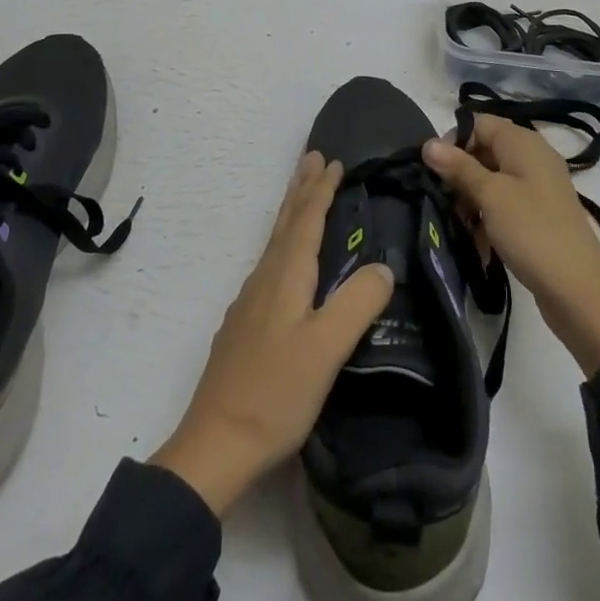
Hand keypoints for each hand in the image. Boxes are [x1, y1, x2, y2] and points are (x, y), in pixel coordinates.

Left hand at [150, 152, 394, 515]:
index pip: (306, 220)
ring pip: (275, 241)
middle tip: (312, 157)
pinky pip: (270, 264)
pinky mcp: (245, 325)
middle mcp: (264, 279)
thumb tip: (383, 267)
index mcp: (284, 277)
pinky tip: (286, 263)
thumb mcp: (326, 349)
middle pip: (285, 222)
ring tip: (302, 195)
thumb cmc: (275, 393)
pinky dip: (283, 243)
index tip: (334, 161)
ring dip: (291, 212)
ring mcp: (250, 302)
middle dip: (300, 188)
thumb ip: (356, 304)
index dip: (321, 190)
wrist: (216, 443)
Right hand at [424, 117, 599, 377]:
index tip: (435, 170)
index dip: (453, 140)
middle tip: (444, 200)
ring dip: (471, 198)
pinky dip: (489, 216)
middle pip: (484, 150)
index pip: (478, 123)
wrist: (579, 291)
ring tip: (460, 224)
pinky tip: (478, 240)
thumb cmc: (531, 231)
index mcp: (523, 142)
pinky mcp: (539, 214)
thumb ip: (458, 167)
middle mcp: (532, 157)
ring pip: (492, 179)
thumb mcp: (490, 195)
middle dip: (460, 173)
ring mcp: (538, 186)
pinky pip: (505, 202)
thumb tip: (428, 143)